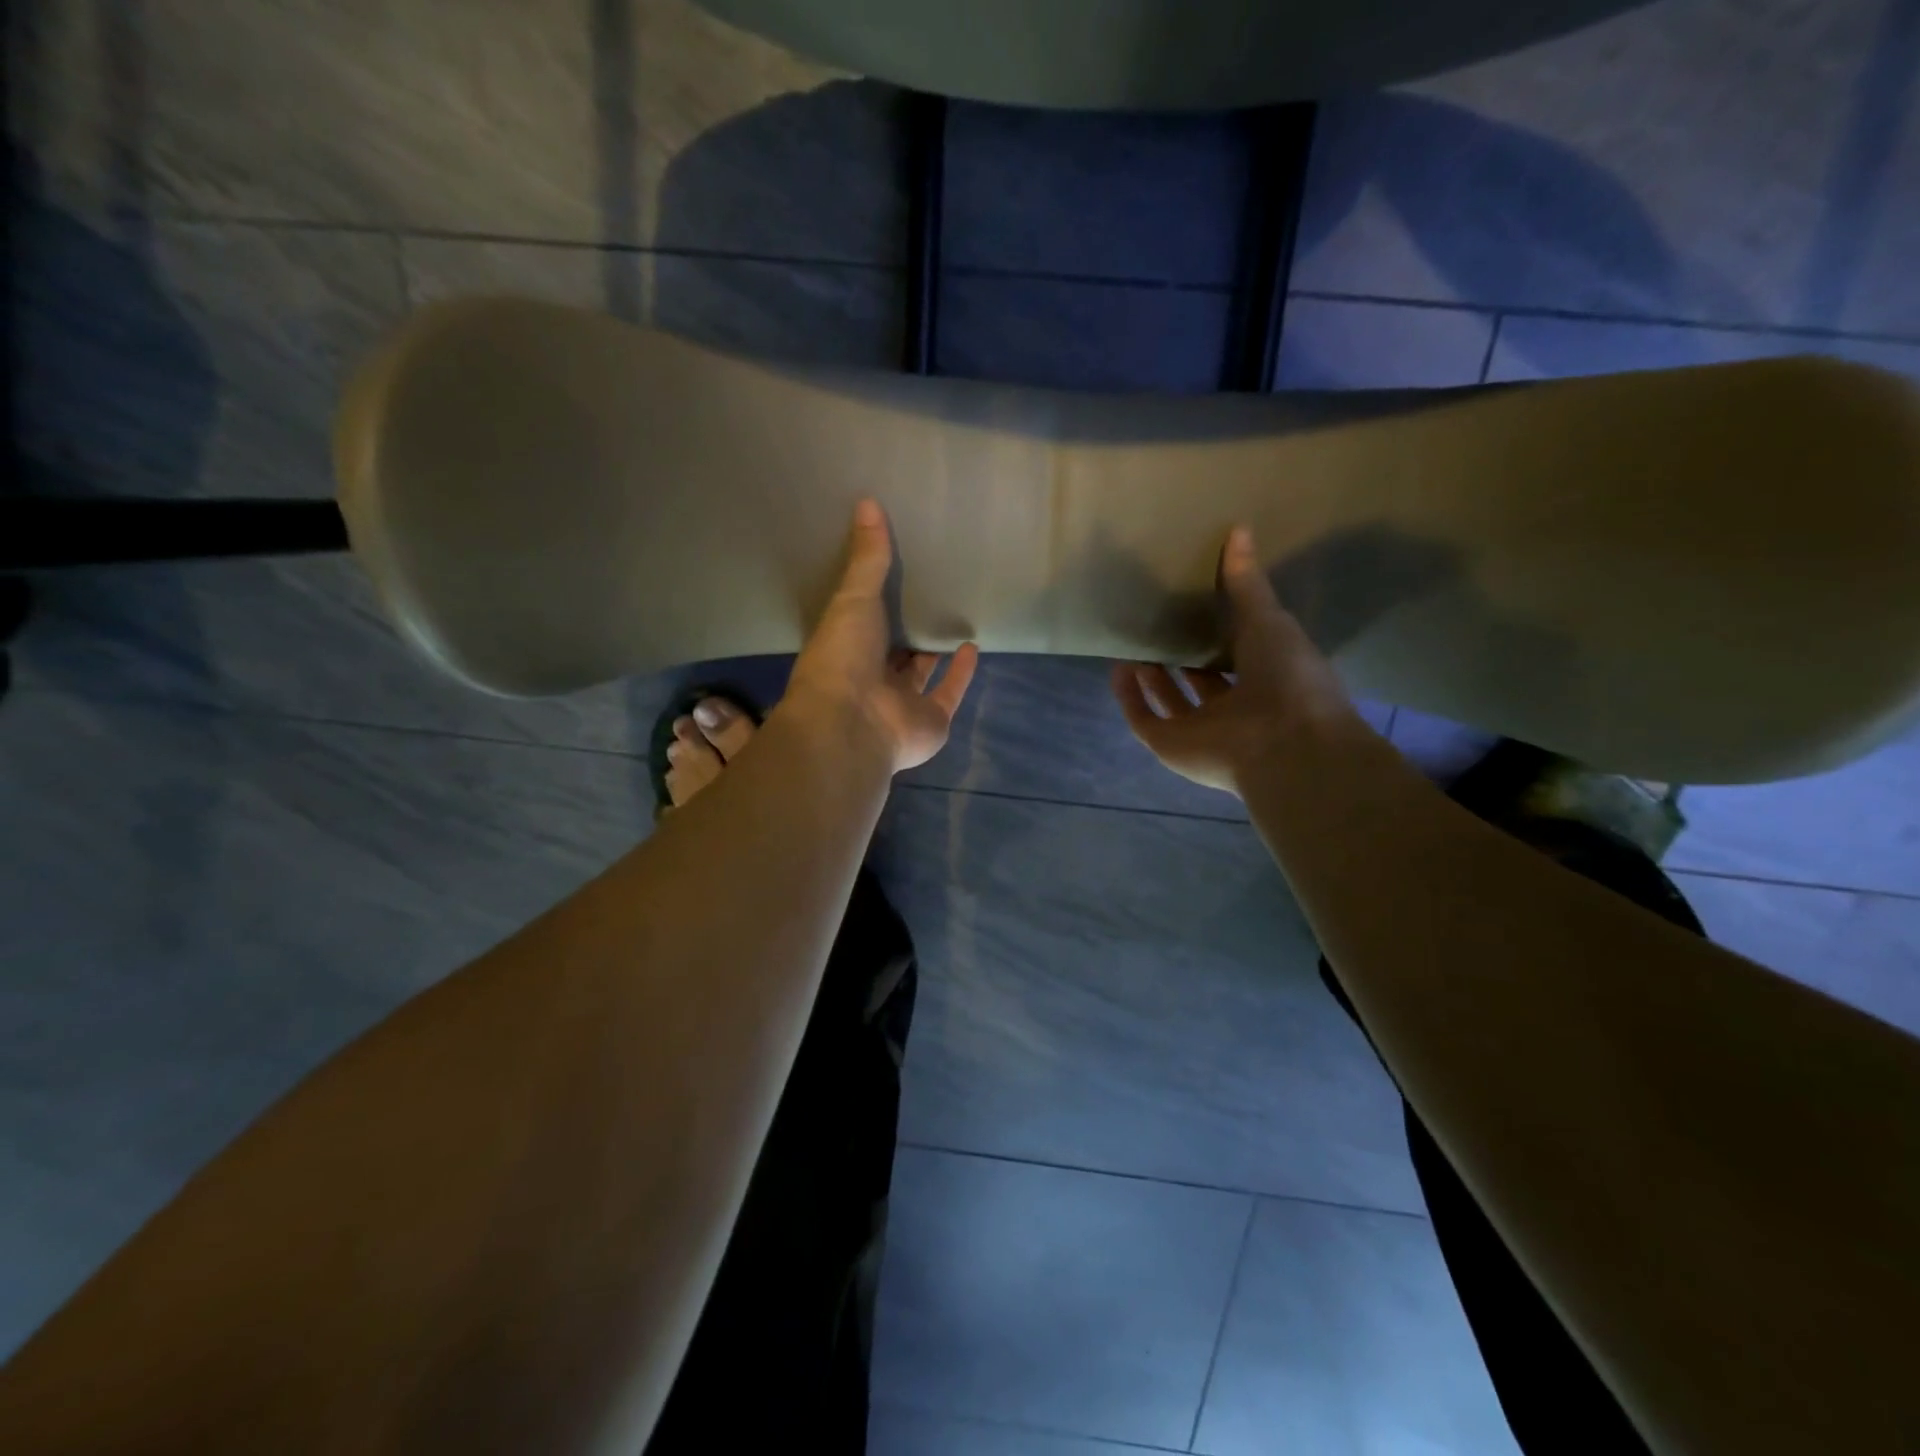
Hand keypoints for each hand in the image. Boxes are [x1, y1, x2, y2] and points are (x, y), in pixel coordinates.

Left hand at [785, 499, 979, 773]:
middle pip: (895, 647)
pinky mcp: (932, 719)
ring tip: (953, 613)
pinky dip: (963, 672)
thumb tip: (867, 501)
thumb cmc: (842, 658)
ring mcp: (903, 702)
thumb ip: (867, 557)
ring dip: (936, 648)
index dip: (878, 598)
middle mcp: (873, 677)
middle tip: (931, 588)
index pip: (863, 620)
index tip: (896, 569)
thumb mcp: (853, 599)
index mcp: (846, 649)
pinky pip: (950, 691)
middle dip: (909, 625)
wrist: (851, 724)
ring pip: (923, 671)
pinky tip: (974, 645)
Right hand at [1112, 525, 1361, 795]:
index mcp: (1265, 679)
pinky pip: (1143, 719)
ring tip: (1135, 643)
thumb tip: (1238, 529)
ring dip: (1151, 676)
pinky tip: (1118, 668)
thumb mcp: (1268, 620)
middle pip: (1199, 681)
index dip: (1218, 633)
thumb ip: (1246, 583)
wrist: (1284, 742)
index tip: (1197, 605)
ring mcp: (1200, 731)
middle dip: (1181, 657)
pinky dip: (1129, 697)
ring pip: (1169, 700)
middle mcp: (1232, 708)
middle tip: (1160, 624)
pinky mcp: (1171, 745)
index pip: (1236, 655)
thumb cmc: (1288, 678)